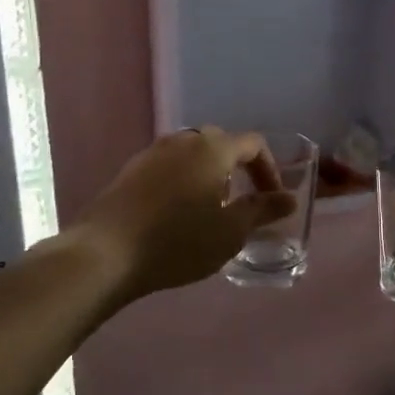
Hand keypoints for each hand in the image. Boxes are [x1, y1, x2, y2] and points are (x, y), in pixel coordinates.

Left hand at [74, 128, 293, 300]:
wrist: (105, 254)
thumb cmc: (178, 241)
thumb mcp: (230, 231)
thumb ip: (263, 211)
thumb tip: (289, 199)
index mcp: (213, 148)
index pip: (253, 144)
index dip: (269, 169)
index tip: (273, 199)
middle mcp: (183, 141)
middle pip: (221, 144)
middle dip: (238, 169)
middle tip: (243, 202)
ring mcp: (152, 153)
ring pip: (192, 155)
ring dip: (209, 175)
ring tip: (211, 210)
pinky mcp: (130, 171)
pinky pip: (169, 168)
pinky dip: (183, 182)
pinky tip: (178, 214)